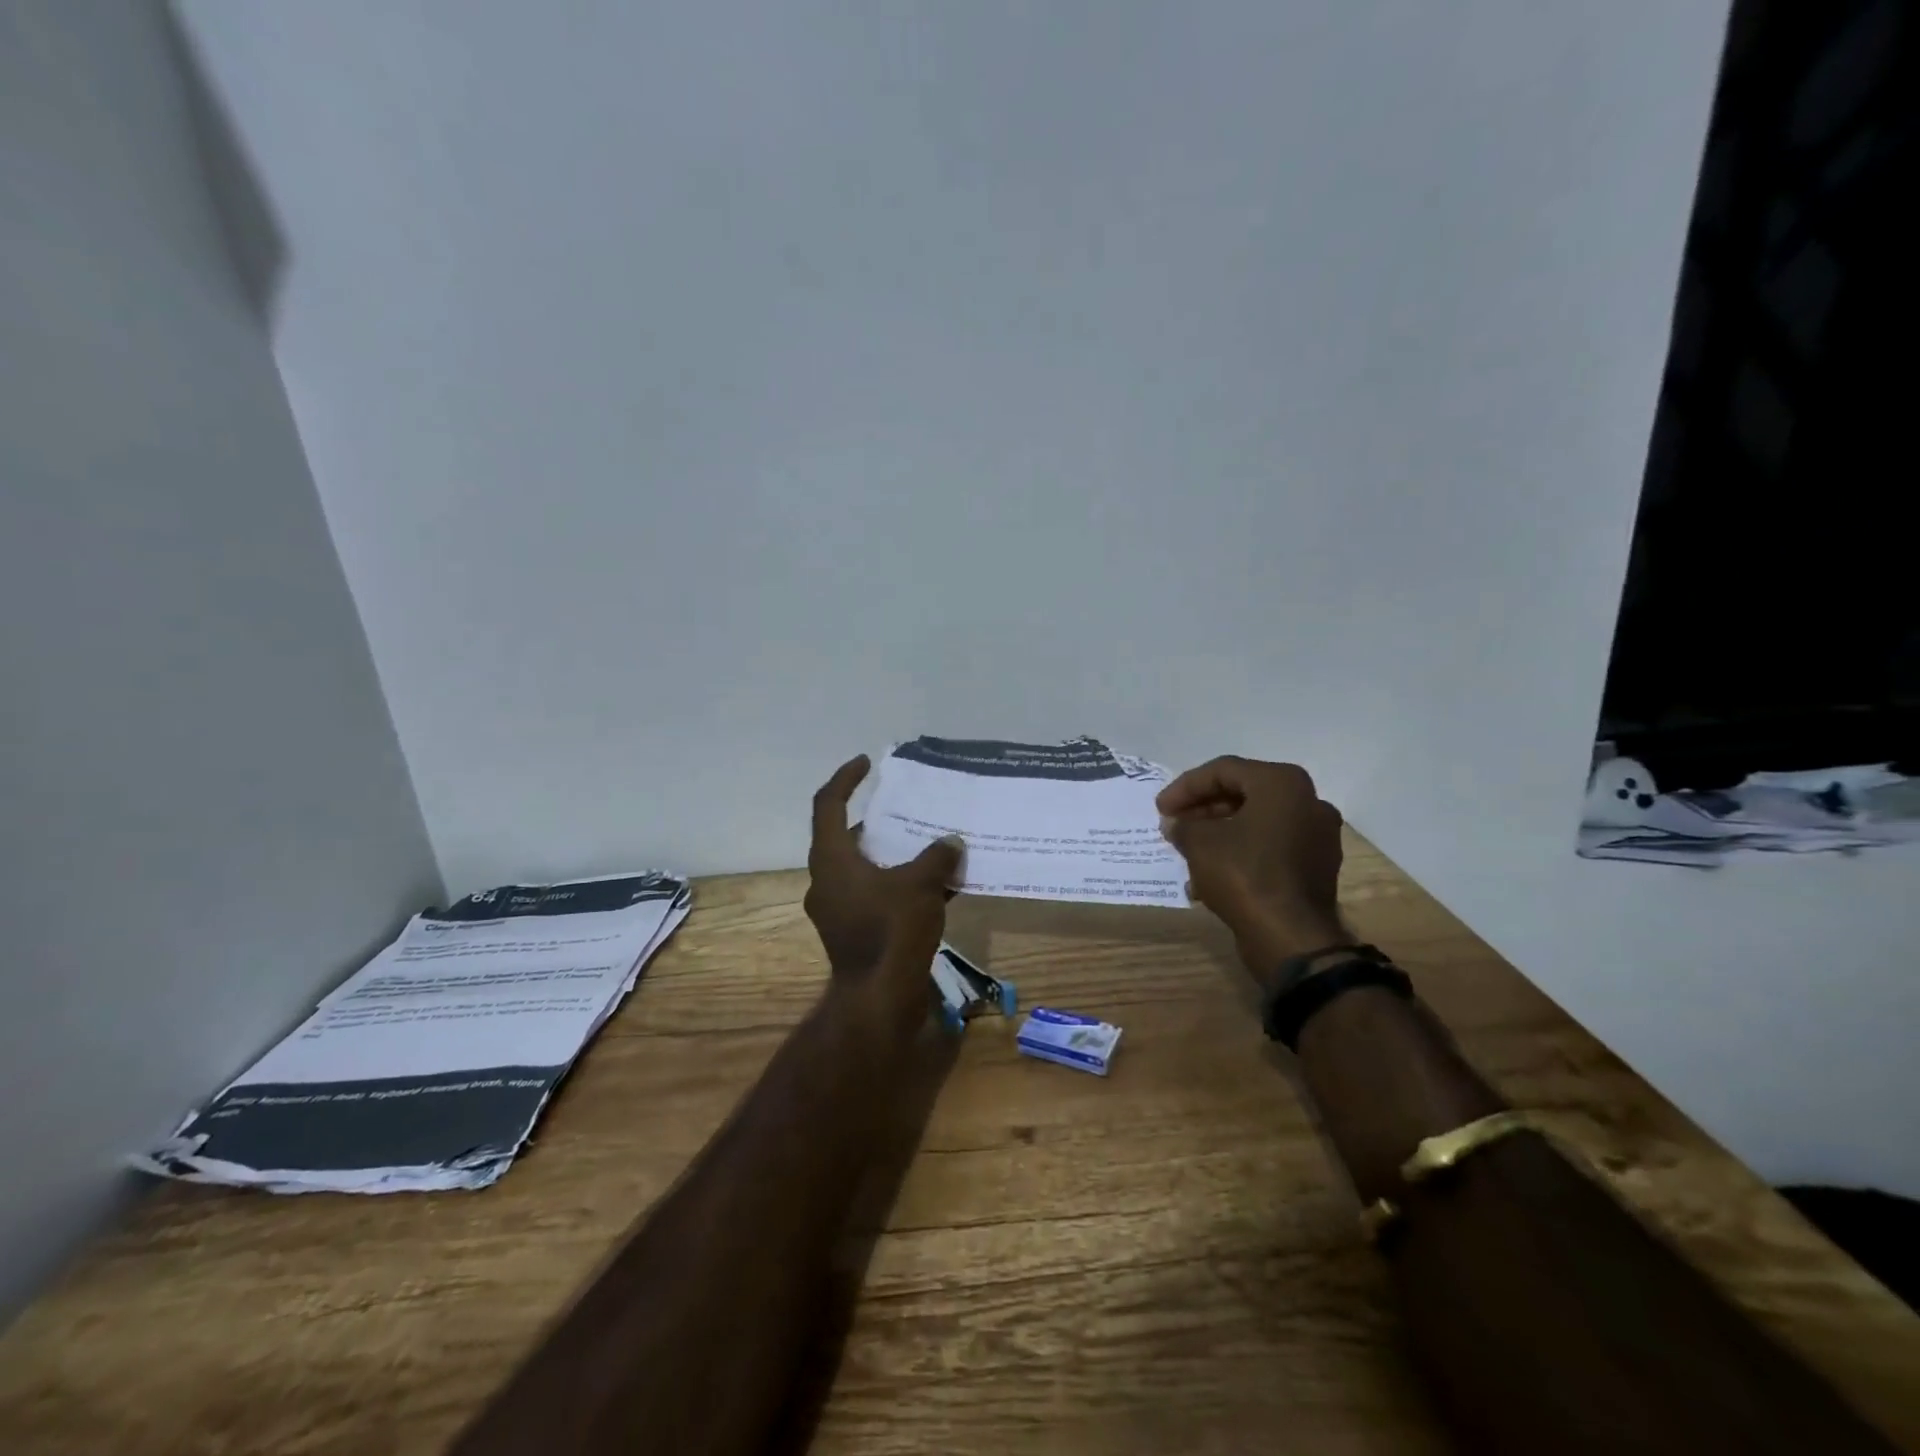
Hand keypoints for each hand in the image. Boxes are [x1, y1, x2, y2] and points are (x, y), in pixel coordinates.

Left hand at [804, 755, 961, 978]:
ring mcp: (836, 909)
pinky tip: (932, 888)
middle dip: (877, 822)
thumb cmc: (892, 930)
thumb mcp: (920, 884)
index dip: (845, 778)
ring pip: (862, 869)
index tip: (867, 764)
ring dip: (890, 856)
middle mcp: (826, 881)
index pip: (827, 804)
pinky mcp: (851, 932)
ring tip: (925, 847)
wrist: (879, 998)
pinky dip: (896, 885)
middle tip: (906, 811)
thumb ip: (936, 857)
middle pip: (846, 838)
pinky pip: (872, 895)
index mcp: (832, 860)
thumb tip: (952, 842)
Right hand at [1157, 756, 1351, 977]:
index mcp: (1282, 784)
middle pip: (1243, 793)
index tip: (1160, 808)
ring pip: (1257, 822)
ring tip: (1187, 850)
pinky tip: (1210, 874)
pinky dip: (1240, 852)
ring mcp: (1317, 836)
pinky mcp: (1316, 866)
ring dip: (1219, 832)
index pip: (1224, 771)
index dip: (1185, 787)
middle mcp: (1308, 802)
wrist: (1291, 937)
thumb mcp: (1200, 843)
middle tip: (1174, 824)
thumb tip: (1175, 824)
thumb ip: (1184, 825)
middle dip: (1203, 809)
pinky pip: (1270, 847)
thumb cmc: (1244, 875)